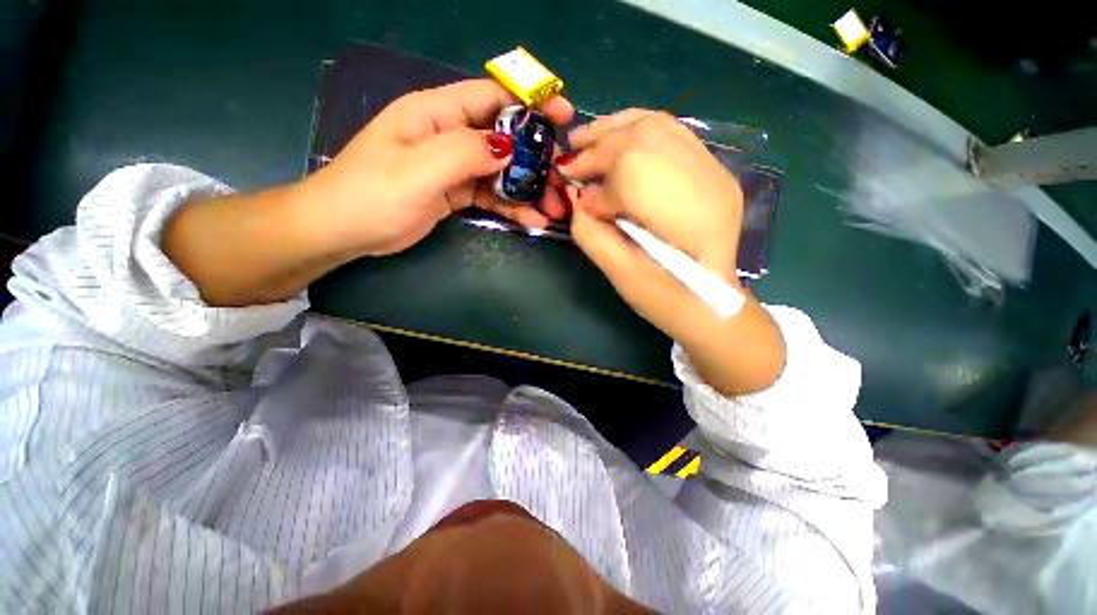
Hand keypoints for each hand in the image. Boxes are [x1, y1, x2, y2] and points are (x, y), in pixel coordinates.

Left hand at [302, 79, 573, 255]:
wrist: (345, 230)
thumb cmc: (372, 193)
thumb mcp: (418, 169)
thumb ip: (464, 152)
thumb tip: (510, 147)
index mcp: (437, 113)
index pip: (493, 96)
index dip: (531, 104)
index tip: (564, 119)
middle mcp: (451, 134)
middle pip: (505, 138)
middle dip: (536, 159)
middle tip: (561, 182)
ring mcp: (455, 166)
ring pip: (502, 171)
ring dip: (529, 188)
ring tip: (552, 208)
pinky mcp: (457, 192)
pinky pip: (492, 194)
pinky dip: (513, 206)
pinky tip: (532, 219)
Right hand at [559, 110, 743, 337]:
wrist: (710, 303)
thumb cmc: (663, 298)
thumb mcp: (620, 274)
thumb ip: (591, 234)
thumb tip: (578, 199)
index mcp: (684, 215)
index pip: (629, 172)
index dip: (595, 179)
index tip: (572, 189)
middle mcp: (706, 181)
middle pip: (642, 138)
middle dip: (598, 145)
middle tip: (570, 156)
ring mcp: (715, 171)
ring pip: (659, 125)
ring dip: (615, 127)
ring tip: (586, 138)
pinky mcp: (714, 171)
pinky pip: (673, 132)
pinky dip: (639, 127)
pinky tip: (618, 137)